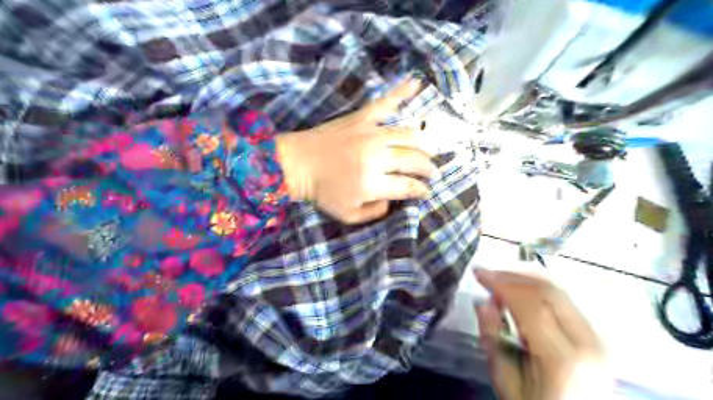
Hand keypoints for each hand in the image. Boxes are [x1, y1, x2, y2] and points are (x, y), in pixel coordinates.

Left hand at [277, 78, 434, 221]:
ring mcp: (370, 134)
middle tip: (432, 172)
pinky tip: (416, 82)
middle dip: (428, 168)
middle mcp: (376, 158)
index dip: (421, 190)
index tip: (426, 192)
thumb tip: (394, 201)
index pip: (408, 186)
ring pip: (409, 135)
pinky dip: (401, 92)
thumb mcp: (348, 215)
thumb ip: (375, 213)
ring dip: (425, 143)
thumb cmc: (321, 191)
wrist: (296, 164)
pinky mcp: (361, 119)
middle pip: (414, 160)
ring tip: (430, 150)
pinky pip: (384, 103)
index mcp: (372, 184)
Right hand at [475, 269, 609, 399]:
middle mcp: (587, 343)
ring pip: (558, 291)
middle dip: (512, 277)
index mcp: (563, 359)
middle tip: (487, 275)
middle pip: (548, 291)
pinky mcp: (595, 335)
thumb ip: (494, 340)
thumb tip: (482, 303)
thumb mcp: (508, 383)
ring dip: (525, 280)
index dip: (502, 284)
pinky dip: (538, 290)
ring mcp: (596, 338)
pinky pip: (564, 300)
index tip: (479, 274)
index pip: (531, 305)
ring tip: (500, 282)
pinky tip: (520, 293)